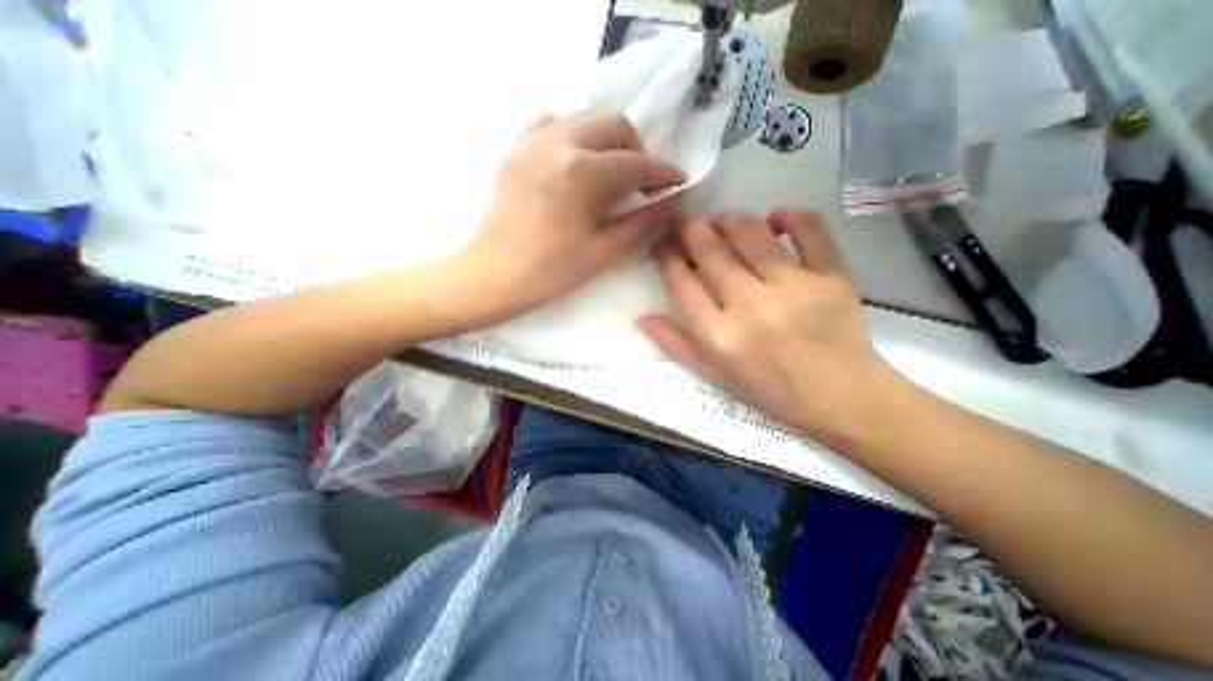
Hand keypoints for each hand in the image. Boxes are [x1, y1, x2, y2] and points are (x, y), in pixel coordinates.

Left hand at [458, 108, 681, 320]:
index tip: (678, 181)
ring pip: (584, 117)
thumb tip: (668, 200)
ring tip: (611, 170)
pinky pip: (550, 122)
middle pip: (613, 124)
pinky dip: (572, 133)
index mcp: (581, 172)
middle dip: (637, 149)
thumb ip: (641, 221)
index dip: (662, 172)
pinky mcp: (516, 148)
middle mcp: (557, 142)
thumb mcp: (603, 251)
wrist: (495, 275)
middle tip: (642, 180)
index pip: (635, 163)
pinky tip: (576, 159)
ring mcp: (532, 140)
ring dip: (607, 139)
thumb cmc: (551, 272)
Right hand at [639, 209, 893, 439]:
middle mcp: (751, 307)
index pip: (681, 282)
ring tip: (722, 222)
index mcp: (720, 336)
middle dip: (688, 230)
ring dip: (728, 220)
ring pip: (750, 232)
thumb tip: (642, 317)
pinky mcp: (831, 276)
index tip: (663, 246)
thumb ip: (677, 345)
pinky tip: (776, 220)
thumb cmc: (771, 392)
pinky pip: (809, 229)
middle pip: (710, 251)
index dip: (666, 257)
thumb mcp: (715, 376)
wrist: (842, 399)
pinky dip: (789, 216)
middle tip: (684, 224)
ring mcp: (793, 288)